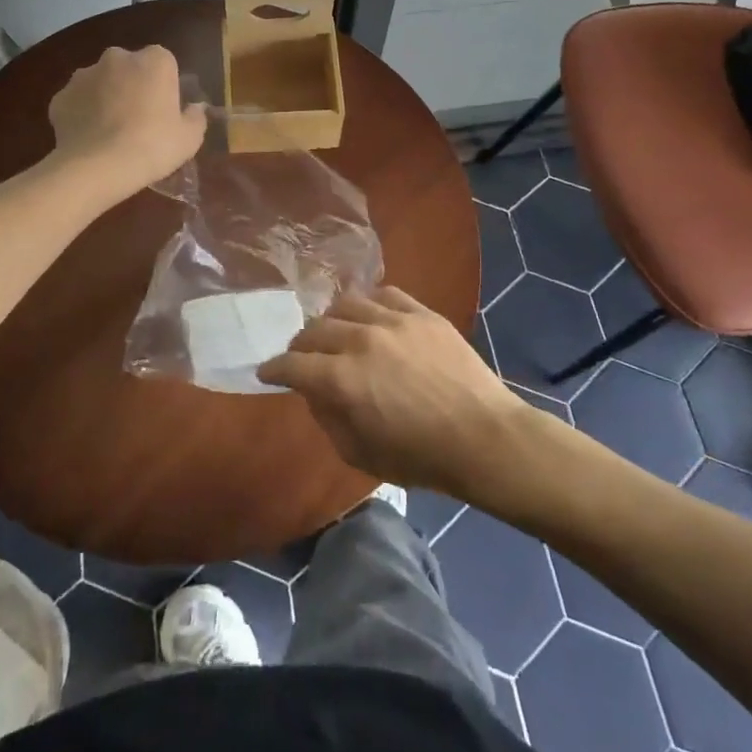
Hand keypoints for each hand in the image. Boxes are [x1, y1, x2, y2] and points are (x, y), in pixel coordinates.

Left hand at [47, 45, 206, 198]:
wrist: (99, 167)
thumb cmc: (154, 146)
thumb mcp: (190, 137)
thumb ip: (195, 117)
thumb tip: (194, 108)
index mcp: (154, 61)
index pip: (164, 62)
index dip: (165, 85)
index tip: (165, 109)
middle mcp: (117, 58)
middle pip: (129, 68)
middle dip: (133, 86)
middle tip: (139, 119)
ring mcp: (83, 75)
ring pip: (100, 82)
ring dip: (106, 98)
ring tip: (111, 132)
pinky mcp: (60, 97)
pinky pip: (77, 102)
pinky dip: (83, 115)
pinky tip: (90, 139)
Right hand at [258, 287, 535, 495]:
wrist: (483, 437)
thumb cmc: (421, 457)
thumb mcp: (361, 454)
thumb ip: (329, 419)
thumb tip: (315, 393)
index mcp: (342, 379)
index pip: (292, 364)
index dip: (274, 369)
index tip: (267, 373)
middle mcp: (361, 340)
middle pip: (314, 330)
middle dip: (300, 345)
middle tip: (302, 357)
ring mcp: (393, 320)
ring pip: (346, 304)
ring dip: (332, 320)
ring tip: (336, 332)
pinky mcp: (422, 313)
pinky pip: (385, 294)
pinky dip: (370, 304)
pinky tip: (370, 316)